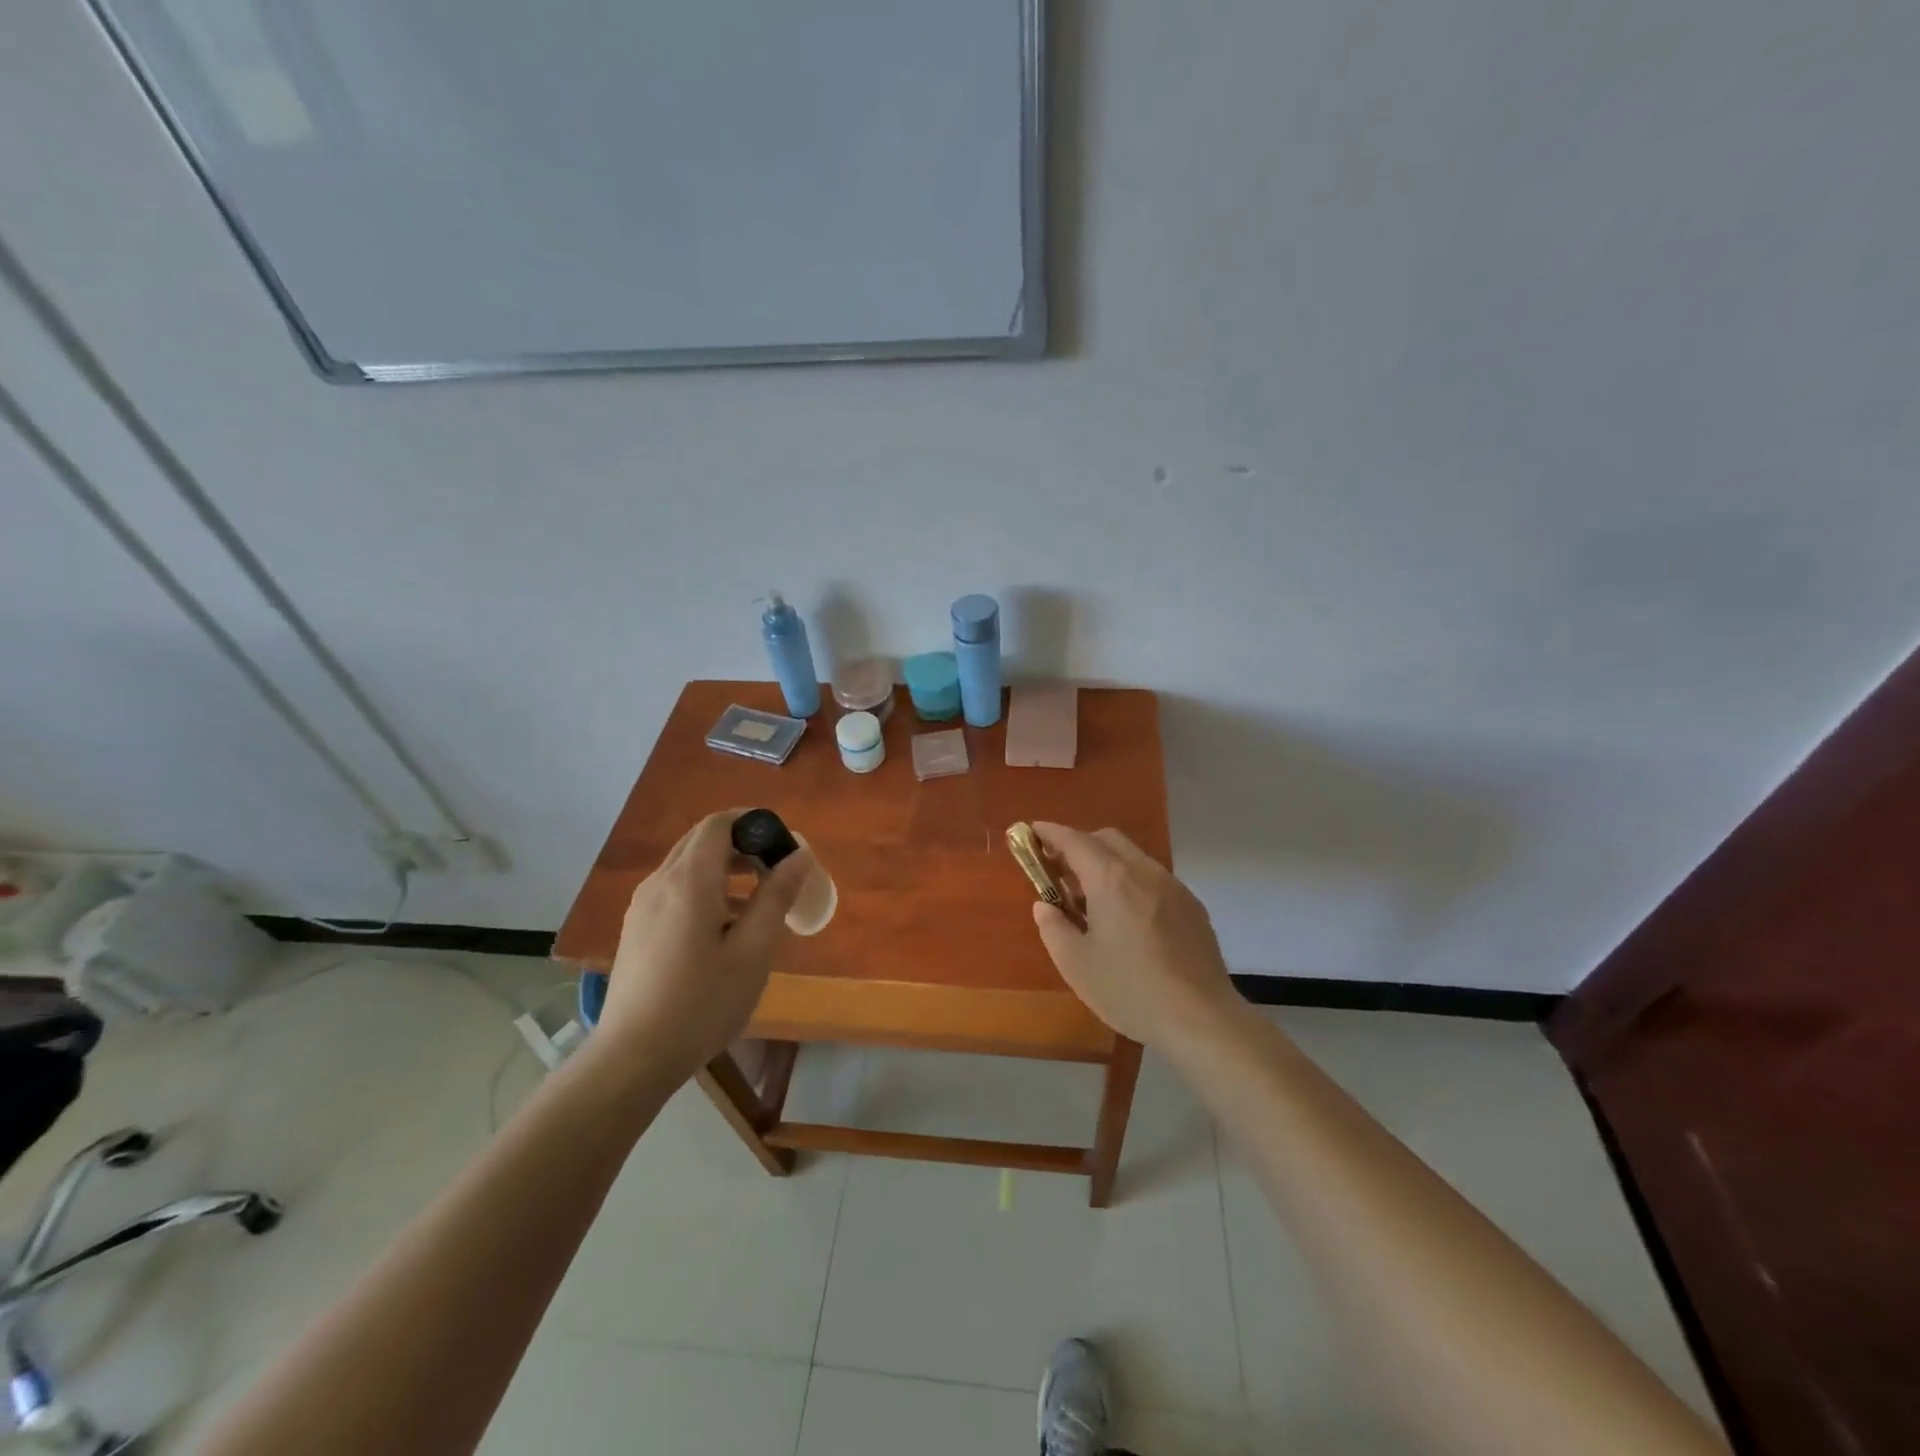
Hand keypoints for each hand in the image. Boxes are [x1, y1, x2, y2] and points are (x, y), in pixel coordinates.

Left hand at [588, 810, 812, 1090]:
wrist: (633, 1057)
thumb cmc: (702, 1003)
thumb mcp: (752, 951)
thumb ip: (776, 897)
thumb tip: (800, 855)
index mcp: (689, 881)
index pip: (718, 824)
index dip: (753, 823)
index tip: (782, 844)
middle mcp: (660, 882)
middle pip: (702, 840)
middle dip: (742, 844)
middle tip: (776, 871)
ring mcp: (642, 905)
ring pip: (687, 865)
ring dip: (724, 868)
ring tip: (757, 902)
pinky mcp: (636, 927)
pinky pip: (674, 889)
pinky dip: (705, 889)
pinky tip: (724, 928)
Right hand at [1029, 823, 1240, 1050]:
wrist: (1201, 1018)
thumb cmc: (1130, 990)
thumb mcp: (1076, 964)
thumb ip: (1054, 928)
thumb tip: (1044, 906)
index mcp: (1111, 879)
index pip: (1074, 840)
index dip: (1050, 833)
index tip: (1032, 831)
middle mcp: (1144, 871)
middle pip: (1107, 839)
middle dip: (1080, 845)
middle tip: (1059, 870)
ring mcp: (1173, 886)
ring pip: (1134, 857)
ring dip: (1107, 864)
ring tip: (1092, 899)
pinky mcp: (1192, 906)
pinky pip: (1154, 879)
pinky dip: (1132, 882)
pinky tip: (1128, 919)